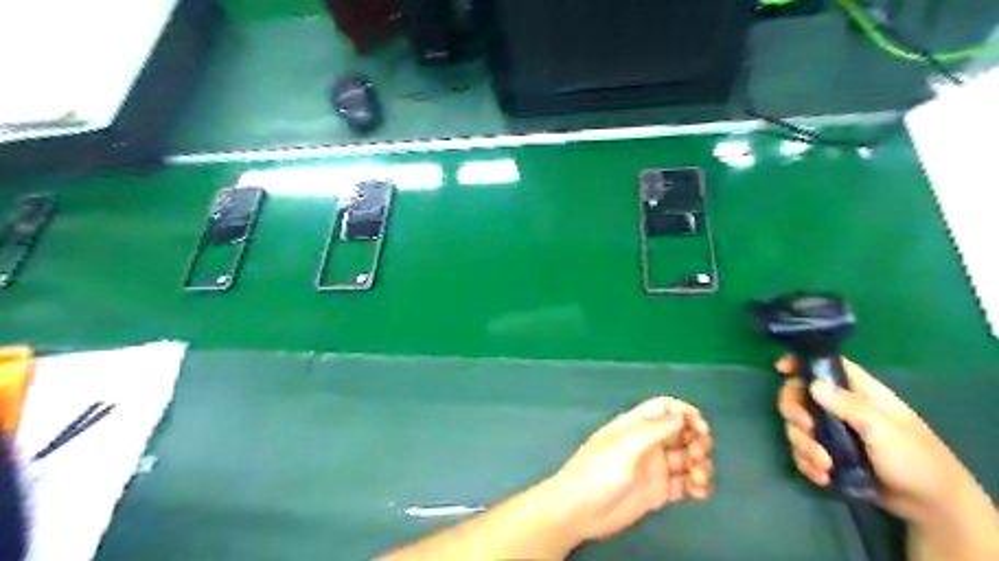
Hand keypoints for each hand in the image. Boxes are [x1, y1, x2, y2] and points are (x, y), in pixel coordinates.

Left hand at [544, 397, 712, 544]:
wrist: (578, 511)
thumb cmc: (598, 473)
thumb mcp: (624, 447)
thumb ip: (653, 430)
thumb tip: (681, 416)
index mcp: (635, 425)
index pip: (665, 408)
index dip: (685, 413)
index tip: (701, 429)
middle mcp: (647, 442)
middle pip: (681, 432)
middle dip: (697, 440)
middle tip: (698, 456)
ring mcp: (653, 467)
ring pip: (687, 458)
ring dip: (700, 464)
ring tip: (698, 480)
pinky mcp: (657, 491)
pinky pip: (684, 483)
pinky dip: (697, 485)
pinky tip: (699, 493)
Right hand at [776, 355, 981, 526]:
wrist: (931, 506)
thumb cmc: (915, 458)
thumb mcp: (883, 428)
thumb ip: (848, 405)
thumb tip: (812, 384)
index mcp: (858, 392)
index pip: (825, 366)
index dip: (800, 362)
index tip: (781, 369)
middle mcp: (840, 408)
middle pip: (799, 396)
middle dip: (795, 413)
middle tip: (805, 428)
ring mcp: (832, 432)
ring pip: (797, 427)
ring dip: (804, 446)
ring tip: (824, 465)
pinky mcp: (828, 455)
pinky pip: (802, 452)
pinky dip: (807, 463)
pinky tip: (822, 476)